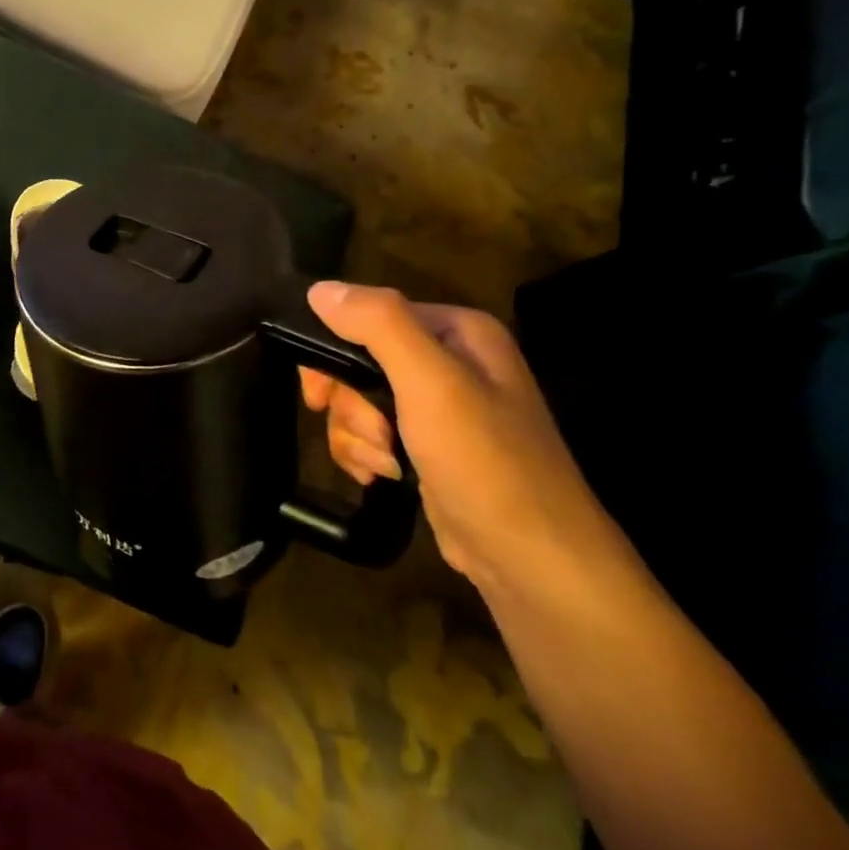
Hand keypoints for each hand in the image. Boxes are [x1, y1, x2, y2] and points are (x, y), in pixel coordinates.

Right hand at [300, 284, 615, 590]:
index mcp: (457, 331)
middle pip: (357, 361)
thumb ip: (378, 324)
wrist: (530, 560)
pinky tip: (382, 476)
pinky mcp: (426, 446)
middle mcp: (448, 360)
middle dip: (351, 404)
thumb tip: (318, 289)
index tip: (321, 394)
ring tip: (385, 464)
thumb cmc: (483, 462)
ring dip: (356, 435)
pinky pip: (370, 432)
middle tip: (371, 433)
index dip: (333, 351)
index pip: (368, 315)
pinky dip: (365, 454)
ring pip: (357, 401)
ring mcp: (438, 407)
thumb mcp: (430, 383)